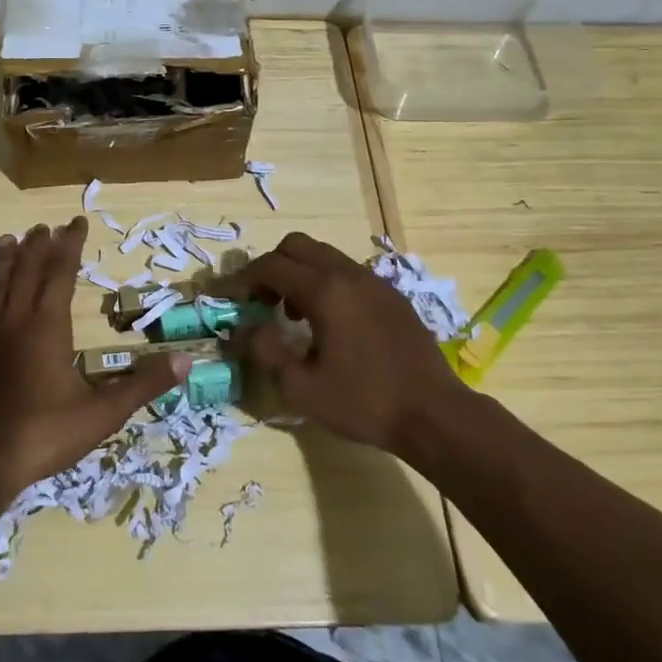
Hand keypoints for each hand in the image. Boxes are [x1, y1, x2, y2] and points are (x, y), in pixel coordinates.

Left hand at [0, 217, 183, 502]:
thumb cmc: (44, 435)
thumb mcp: (103, 413)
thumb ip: (144, 385)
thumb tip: (187, 361)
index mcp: (48, 326)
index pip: (61, 273)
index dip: (70, 245)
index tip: (77, 222)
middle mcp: (14, 321)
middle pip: (27, 272)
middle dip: (38, 246)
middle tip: (45, 227)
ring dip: (4, 262)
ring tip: (9, 240)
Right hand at [216, 232, 464, 452]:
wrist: (436, 415)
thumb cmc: (365, 402)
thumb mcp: (302, 387)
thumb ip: (265, 351)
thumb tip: (243, 328)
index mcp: (325, 290)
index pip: (270, 266)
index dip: (241, 279)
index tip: (225, 298)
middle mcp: (348, 274)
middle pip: (296, 246)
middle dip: (270, 267)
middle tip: (260, 301)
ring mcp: (374, 282)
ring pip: (323, 256)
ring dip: (298, 274)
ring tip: (292, 315)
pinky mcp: (391, 295)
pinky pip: (346, 273)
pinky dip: (325, 283)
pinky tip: (329, 324)